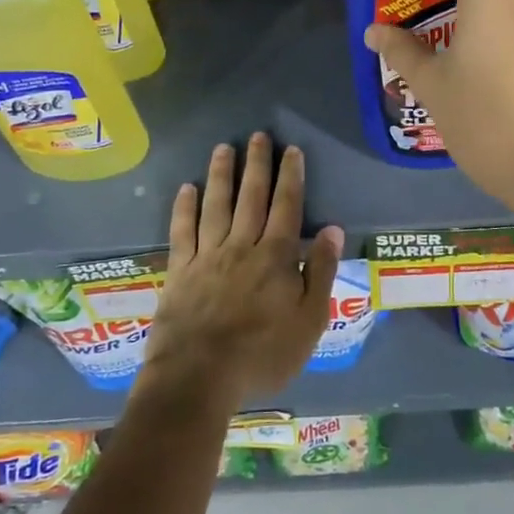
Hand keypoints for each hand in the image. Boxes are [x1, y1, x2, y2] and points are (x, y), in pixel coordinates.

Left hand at [137, 134, 342, 416]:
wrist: (199, 377)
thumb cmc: (262, 354)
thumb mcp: (309, 321)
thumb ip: (322, 272)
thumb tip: (333, 229)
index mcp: (276, 257)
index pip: (287, 207)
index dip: (291, 176)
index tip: (292, 150)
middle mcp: (242, 246)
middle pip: (251, 197)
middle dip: (257, 164)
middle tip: (258, 135)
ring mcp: (207, 256)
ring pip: (216, 205)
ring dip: (221, 175)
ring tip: (224, 148)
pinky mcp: (180, 271)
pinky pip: (182, 231)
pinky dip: (185, 207)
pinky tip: (187, 188)